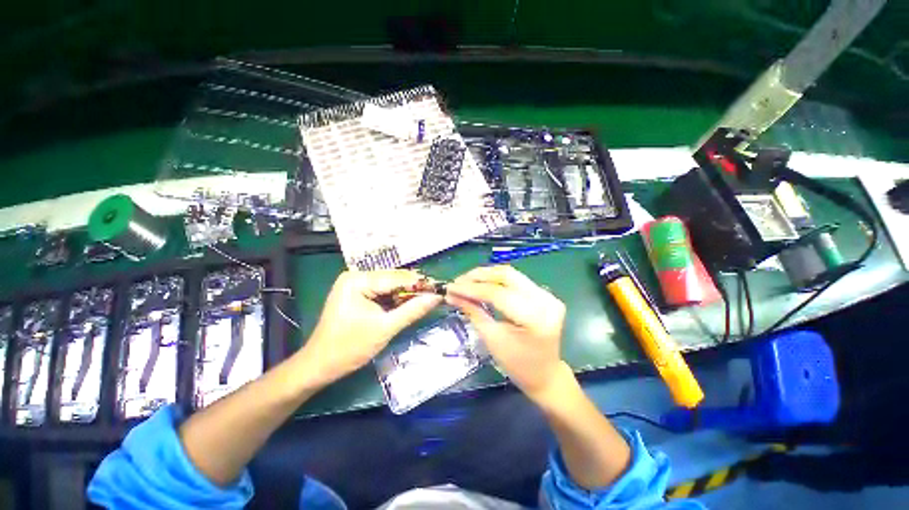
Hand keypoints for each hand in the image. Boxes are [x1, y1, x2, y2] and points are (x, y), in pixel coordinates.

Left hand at [302, 270, 442, 384]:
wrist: (320, 366)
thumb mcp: (385, 328)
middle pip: (394, 279)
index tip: (440, 289)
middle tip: (435, 296)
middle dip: (414, 289)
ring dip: (407, 294)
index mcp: (358, 280)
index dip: (420, 284)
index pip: (396, 278)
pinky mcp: (357, 294)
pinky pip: (383, 292)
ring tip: (426, 300)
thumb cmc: (349, 348)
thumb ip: (412, 310)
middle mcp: (356, 276)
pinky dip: (396, 299)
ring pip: (390, 285)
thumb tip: (436, 297)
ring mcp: (356, 284)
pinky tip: (408, 304)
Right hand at [445, 265, 567, 402]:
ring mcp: (547, 294)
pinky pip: (516, 280)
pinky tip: (482, 283)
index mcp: (535, 317)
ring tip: (466, 281)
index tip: (451, 288)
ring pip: (510, 274)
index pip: (498, 294)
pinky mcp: (544, 294)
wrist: (545, 375)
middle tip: (458, 281)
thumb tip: (453, 294)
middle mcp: (545, 300)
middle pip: (506, 275)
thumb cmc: (518, 365)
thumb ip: (474, 312)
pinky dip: (496, 280)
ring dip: (486, 275)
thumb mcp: (492, 339)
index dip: (472, 289)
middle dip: (479, 275)